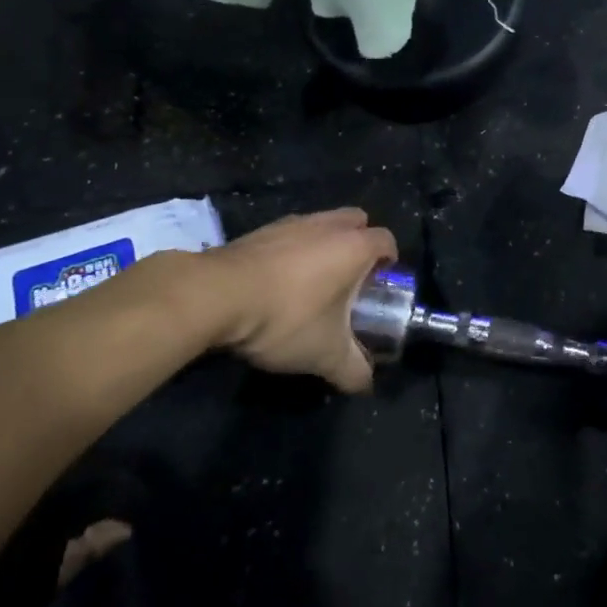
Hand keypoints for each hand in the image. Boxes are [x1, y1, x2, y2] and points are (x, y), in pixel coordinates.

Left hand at [199, 209, 396, 392]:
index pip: (387, 240)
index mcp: (354, 245)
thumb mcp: (325, 354)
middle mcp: (327, 224)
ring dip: (323, 246)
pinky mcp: (259, 230)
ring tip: (312, 283)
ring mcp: (290, 222)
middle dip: (359, 244)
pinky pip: (289, 235)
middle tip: (350, 280)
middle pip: (356, 222)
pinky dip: (291, 252)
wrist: (216, 296)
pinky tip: (277, 283)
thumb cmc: (286, 316)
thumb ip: (353, 370)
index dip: (389, 262)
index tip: (380, 288)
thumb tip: (365, 384)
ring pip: (321, 225)